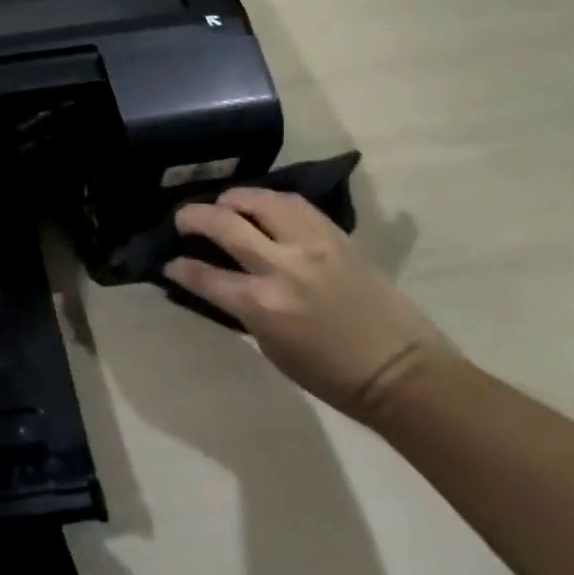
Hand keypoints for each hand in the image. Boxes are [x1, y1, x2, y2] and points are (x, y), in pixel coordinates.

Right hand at [166, 188, 457, 420]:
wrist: (403, 373)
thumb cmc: (333, 376)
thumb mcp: (273, 348)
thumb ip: (243, 309)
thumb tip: (221, 284)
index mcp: (262, 305)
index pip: (204, 275)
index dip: (179, 267)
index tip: (169, 262)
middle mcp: (282, 266)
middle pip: (223, 223)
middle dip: (193, 217)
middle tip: (183, 220)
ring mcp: (311, 245)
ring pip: (260, 200)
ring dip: (234, 199)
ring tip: (225, 205)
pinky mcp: (336, 237)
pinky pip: (295, 204)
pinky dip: (271, 201)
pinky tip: (263, 208)